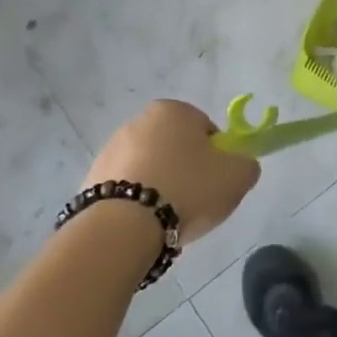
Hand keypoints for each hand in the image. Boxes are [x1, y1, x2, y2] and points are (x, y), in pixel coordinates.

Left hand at [83, 100, 259, 245]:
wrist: (123, 226)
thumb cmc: (188, 188)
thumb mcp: (238, 176)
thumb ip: (247, 164)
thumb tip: (240, 165)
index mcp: (174, 110)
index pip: (206, 129)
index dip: (217, 156)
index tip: (216, 181)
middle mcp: (138, 121)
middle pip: (175, 147)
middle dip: (186, 169)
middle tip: (196, 200)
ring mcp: (110, 150)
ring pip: (150, 167)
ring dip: (161, 186)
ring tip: (168, 217)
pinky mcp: (90, 179)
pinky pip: (126, 188)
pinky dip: (136, 202)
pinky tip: (144, 224)